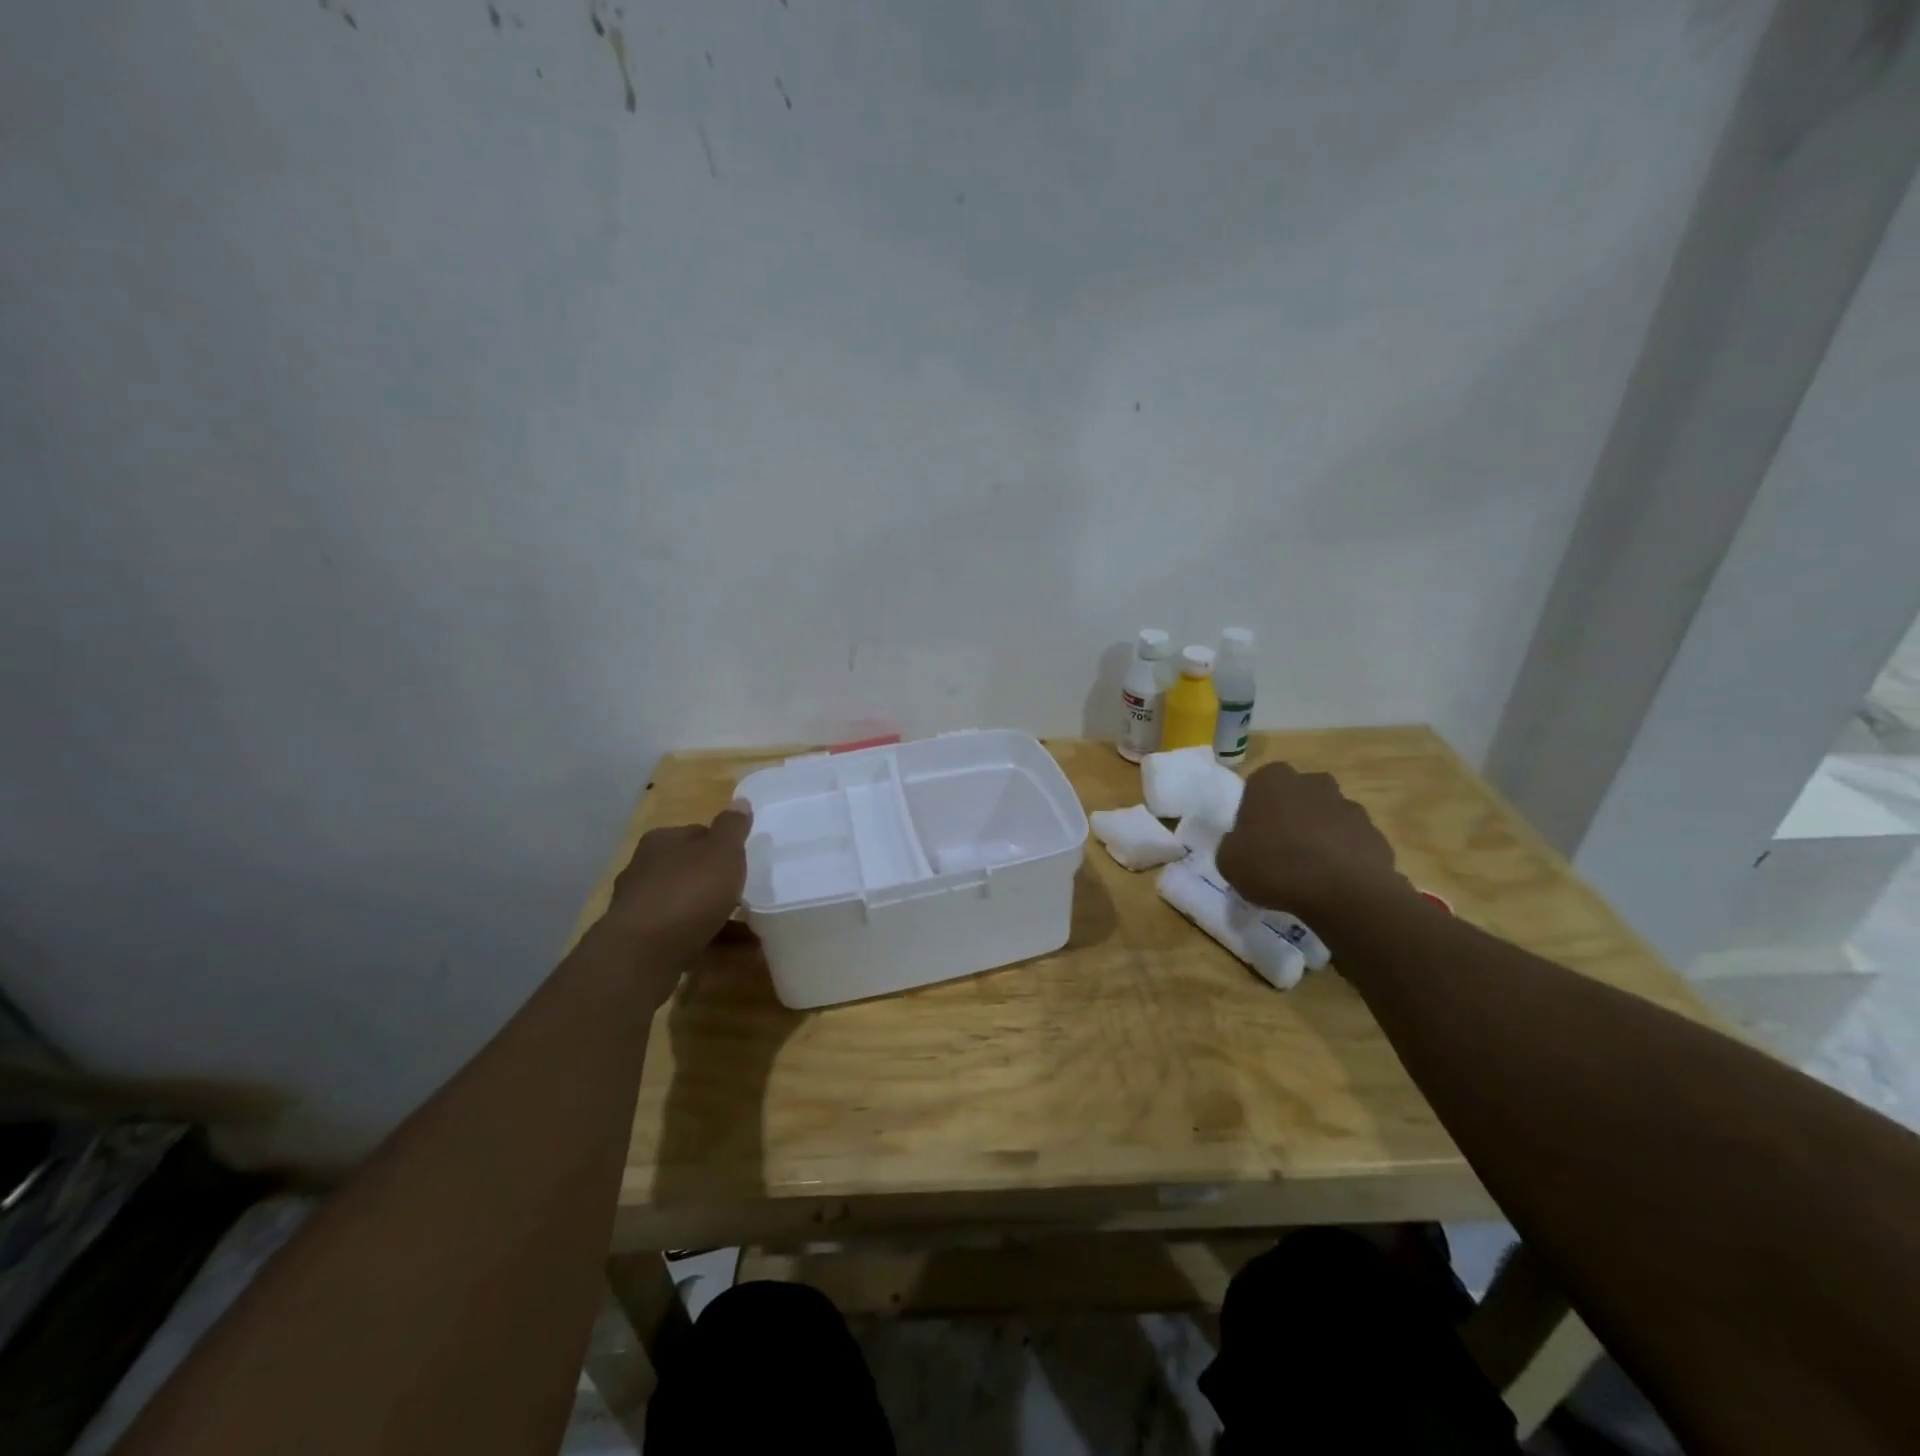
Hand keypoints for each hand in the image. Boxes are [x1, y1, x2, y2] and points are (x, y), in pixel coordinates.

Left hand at [602, 800, 753, 960]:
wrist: (642, 954)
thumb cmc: (687, 892)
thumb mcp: (721, 852)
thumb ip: (733, 828)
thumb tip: (740, 801)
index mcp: (661, 842)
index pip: (698, 833)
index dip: (723, 846)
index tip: (744, 862)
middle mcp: (646, 870)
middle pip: (691, 870)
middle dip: (718, 883)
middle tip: (749, 894)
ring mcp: (642, 908)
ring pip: (689, 905)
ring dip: (717, 915)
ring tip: (751, 928)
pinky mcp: (644, 942)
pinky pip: (686, 935)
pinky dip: (711, 940)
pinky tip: (738, 952)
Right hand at [1215, 763, 1408, 920]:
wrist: (1342, 893)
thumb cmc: (1275, 866)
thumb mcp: (1228, 860)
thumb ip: (1233, 844)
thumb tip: (1245, 845)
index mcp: (1273, 779)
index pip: (1258, 786)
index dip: (1254, 812)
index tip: (1252, 838)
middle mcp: (1313, 783)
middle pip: (1297, 797)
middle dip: (1291, 817)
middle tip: (1280, 851)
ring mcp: (1349, 806)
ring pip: (1327, 818)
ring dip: (1319, 836)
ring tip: (1309, 872)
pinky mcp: (1375, 833)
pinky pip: (1351, 843)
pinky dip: (1343, 857)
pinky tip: (1334, 883)